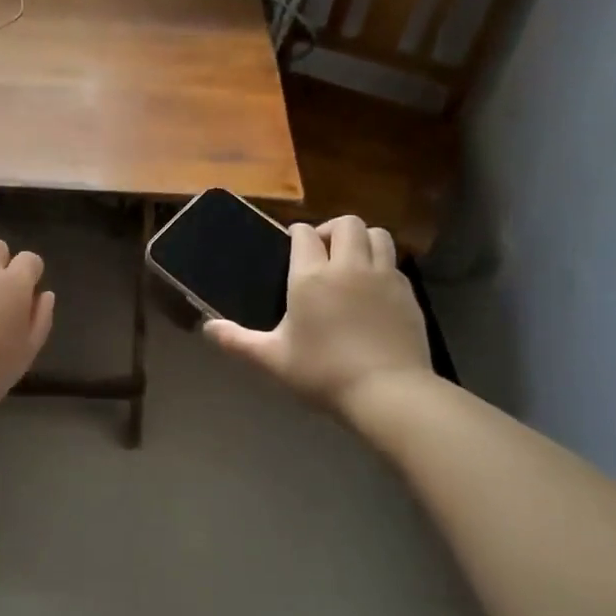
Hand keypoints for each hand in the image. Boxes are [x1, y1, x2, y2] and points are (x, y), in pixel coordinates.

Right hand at [204, 216, 430, 412]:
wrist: (388, 392)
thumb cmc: (323, 372)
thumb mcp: (273, 360)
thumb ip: (238, 341)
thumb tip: (207, 328)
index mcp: (311, 277)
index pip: (305, 234)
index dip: (297, 233)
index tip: (291, 244)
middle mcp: (348, 266)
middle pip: (346, 223)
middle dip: (331, 229)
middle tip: (321, 251)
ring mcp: (383, 276)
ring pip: (377, 234)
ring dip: (361, 239)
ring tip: (350, 260)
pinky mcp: (407, 292)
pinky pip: (393, 262)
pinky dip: (381, 264)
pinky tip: (372, 288)